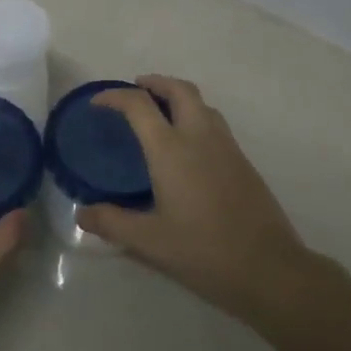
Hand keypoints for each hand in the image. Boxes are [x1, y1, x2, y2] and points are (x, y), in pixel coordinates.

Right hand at [77, 76, 308, 323]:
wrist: (268, 268)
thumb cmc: (204, 251)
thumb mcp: (149, 241)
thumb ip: (112, 223)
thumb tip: (82, 213)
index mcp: (172, 150)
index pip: (140, 105)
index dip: (115, 96)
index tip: (98, 102)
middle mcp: (200, 137)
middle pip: (180, 90)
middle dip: (155, 83)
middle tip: (135, 91)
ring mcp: (227, 147)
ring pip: (202, 104)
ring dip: (178, 97)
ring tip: (159, 114)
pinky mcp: (243, 162)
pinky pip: (215, 124)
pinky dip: (195, 117)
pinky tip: (186, 147)